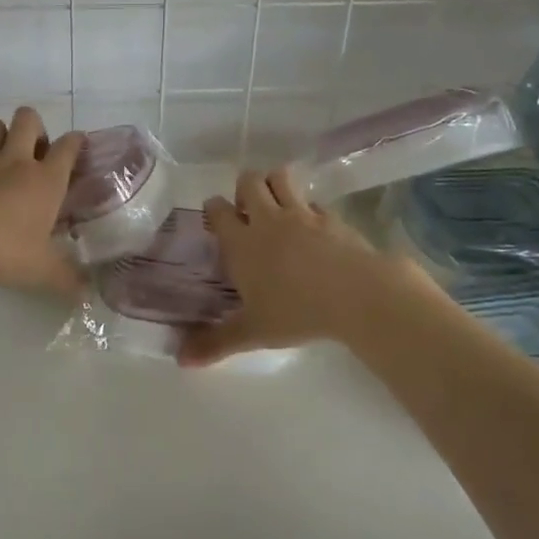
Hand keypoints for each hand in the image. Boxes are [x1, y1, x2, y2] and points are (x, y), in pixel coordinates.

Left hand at [0, 106, 85, 296]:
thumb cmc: (6, 251)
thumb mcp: (43, 271)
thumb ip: (67, 279)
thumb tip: (88, 293)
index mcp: (45, 179)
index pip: (68, 146)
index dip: (76, 141)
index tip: (78, 146)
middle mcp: (16, 162)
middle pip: (27, 119)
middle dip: (34, 126)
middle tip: (36, 152)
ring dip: (0, 135)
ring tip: (4, 159)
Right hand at [177, 166, 419, 366]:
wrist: (357, 294)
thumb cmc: (297, 312)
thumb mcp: (254, 332)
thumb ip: (217, 342)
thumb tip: (181, 360)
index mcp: (242, 242)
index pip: (218, 209)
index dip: (214, 209)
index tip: (216, 219)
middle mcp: (268, 220)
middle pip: (249, 181)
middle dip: (244, 188)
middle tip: (248, 211)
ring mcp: (302, 213)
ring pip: (281, 178)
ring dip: (274, 184)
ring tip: (276, 206)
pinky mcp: (331, 216)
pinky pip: (314, 201)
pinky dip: (308, 208)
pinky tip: (313, 227)